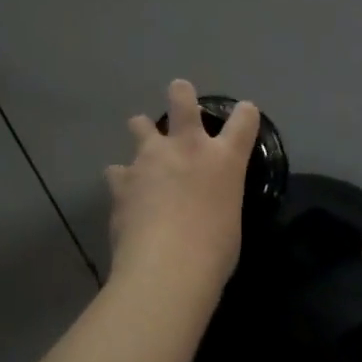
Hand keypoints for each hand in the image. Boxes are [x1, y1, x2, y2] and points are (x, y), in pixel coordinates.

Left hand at [105, 80, 259, 295]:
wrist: (166, 268)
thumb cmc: (214, 252)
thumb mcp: (229, 219)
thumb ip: (218, 199)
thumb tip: (207, 203)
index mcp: (224, 159)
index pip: (243, 120)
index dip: (244, 113)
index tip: (244, 113)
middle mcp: (187, 148)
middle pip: (182, 100)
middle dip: (180, 94)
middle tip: (178, 93)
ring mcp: (149, 159)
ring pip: (140, 125)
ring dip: (142, 131)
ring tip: (142, 144)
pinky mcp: (120, 179)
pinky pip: (117, 171)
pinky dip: (122, 179)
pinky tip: (124, 193)